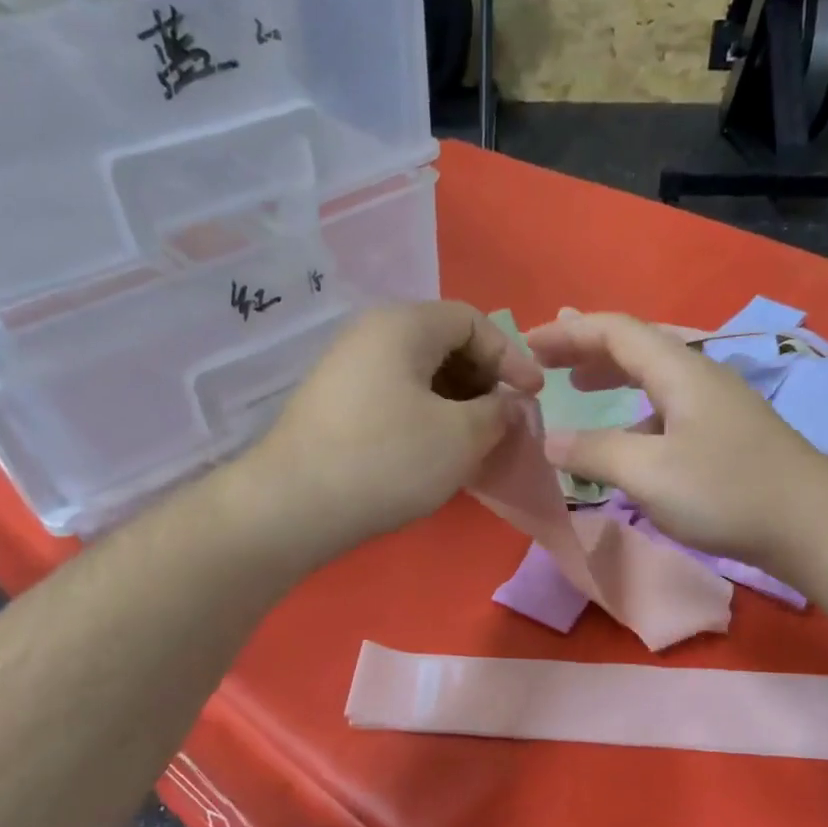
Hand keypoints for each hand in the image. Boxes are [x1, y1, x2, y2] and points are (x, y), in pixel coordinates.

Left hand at [249, 300, 542, 553]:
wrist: (294, 506)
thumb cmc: (388, 461)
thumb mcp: (461, 437)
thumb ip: (499, 412)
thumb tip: (510, 405)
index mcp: (403, 326)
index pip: (472, 320)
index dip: (511, 355)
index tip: (534, 396)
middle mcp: (370, 336)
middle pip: (444, 344)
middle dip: (484, 381)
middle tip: (504, 421)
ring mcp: (347, 371)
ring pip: (420, 376)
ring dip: (457, 404)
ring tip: (475, 443)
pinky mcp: (336, 407)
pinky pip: (396, 398)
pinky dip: (427, 418)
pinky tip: (436, 454)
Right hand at [525, 312, 827, 564]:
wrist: (811, 525)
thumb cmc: (726, 492)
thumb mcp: (649, 473)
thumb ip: (595, 452)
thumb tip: (548, 440)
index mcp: (679, 371)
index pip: (615, 331)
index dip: (567, 334)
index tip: (526, 345)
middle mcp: (699, 376)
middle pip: (635, 347)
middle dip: (586, 350)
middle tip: (546, 361)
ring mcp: (717, 405)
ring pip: (654, 378)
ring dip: (612, 378)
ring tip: (579, 389)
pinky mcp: (727, 434)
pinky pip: (668, 407)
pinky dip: (635, 412)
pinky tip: (628, 441)